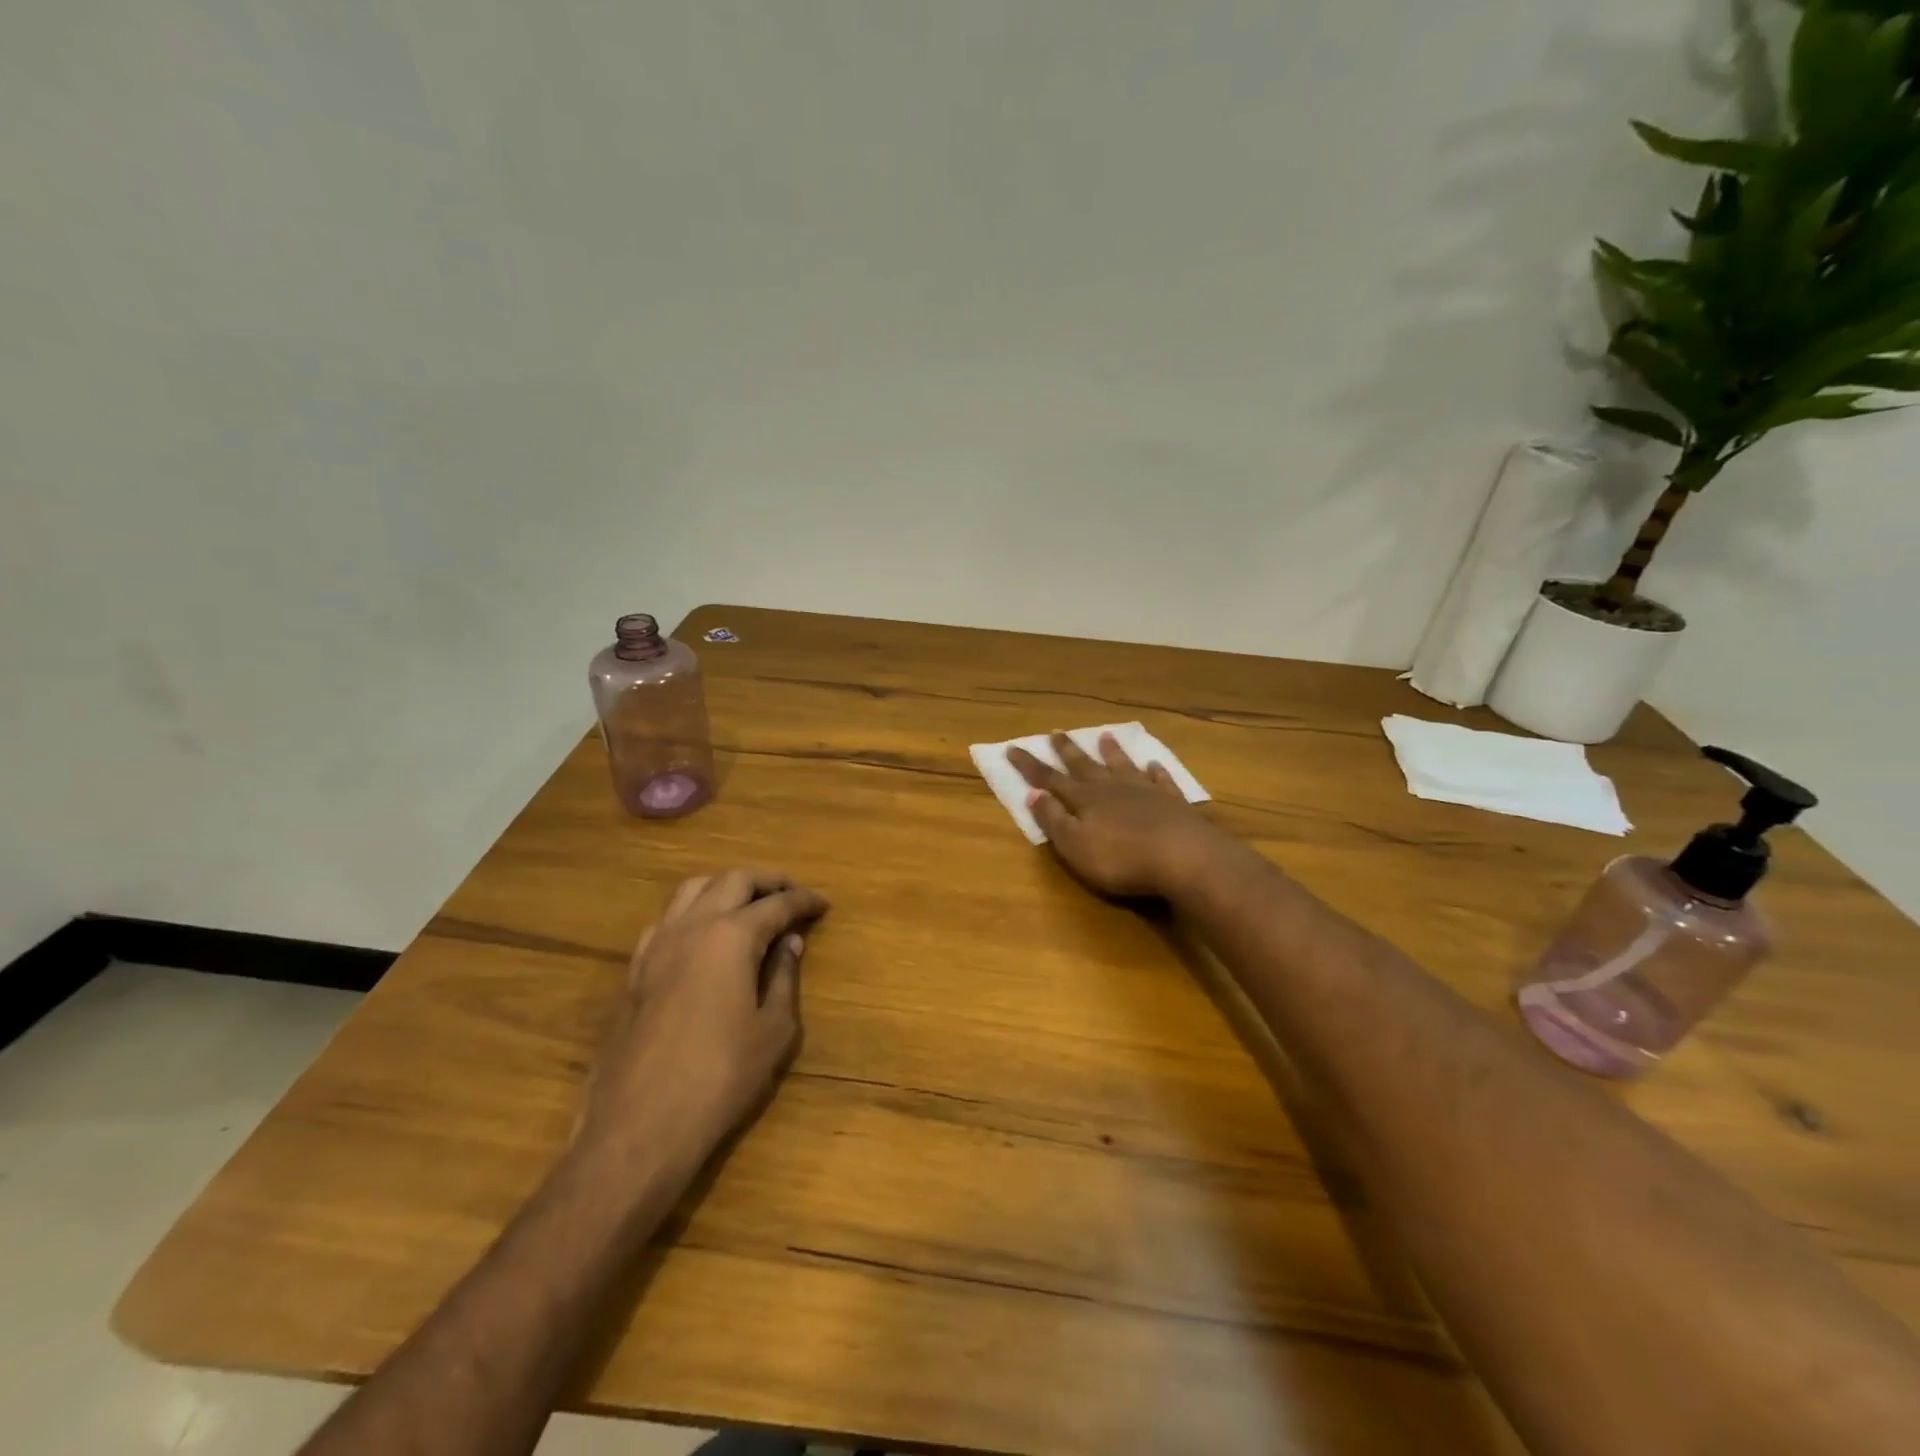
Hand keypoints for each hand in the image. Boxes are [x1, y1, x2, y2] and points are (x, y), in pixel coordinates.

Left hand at [574, 870, 827, 1175]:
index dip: (804, 901)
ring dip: (726, 887)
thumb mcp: (773, 1030)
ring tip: (748, 904)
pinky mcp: (635, 970)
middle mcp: (691, 927)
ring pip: (693, 889)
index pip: (777, 904)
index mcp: (731, 936)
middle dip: (767, 881)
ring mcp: (656, 946)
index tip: (822, 904)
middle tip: (791, 894)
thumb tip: (789, 943)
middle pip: (733, 881)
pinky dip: (693, 911)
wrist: (639, 1127)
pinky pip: (667, 919)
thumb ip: (783, 977)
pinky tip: (704, 936)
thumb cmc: (720, 1078)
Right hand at [1009, 733, 1227, 898]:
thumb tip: (1032, 794)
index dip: (1030, 766)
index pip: (1050, 779)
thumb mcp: (1075, 846)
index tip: (1012, 748)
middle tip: (1056, 733)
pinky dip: (1155, 771)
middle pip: (1085, 766)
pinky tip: (1154, 764)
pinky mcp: (1173, 802)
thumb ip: (1053, 820)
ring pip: (1122, 766)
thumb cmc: (1121, 859)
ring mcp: (1144, 792)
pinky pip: (1160, 780)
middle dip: (1067, 751)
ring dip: (1111, 752)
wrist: (1184, 857)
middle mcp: (1111, 788)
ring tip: (1104, 735)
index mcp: (1084, 800)